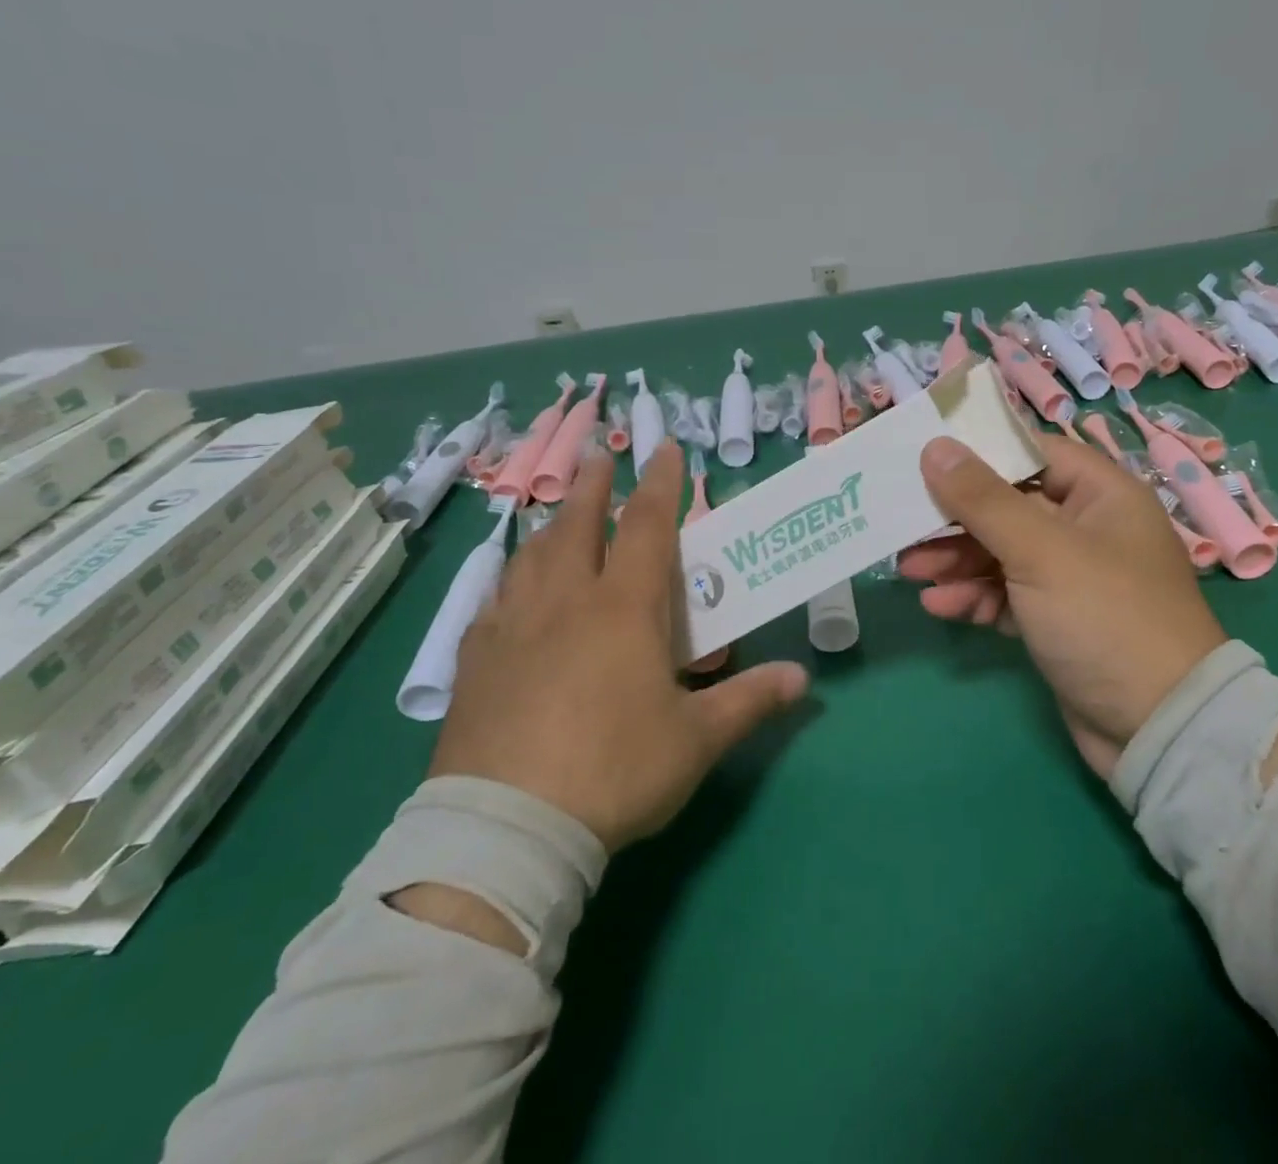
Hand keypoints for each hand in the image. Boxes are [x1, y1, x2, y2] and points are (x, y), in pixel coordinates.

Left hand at [430, 443, 808, 851]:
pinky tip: (509, 588)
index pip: (647, 526)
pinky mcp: (475, 661)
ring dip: (552, 525)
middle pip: (579, 525)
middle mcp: (566, 601)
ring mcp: (513, 627)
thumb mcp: (696, 739)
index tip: (665, 450)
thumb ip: (750, 700)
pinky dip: (509, 579)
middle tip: (603, 458)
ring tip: (561, 514)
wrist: (508, 827)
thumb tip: (802, 678)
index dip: (661, 483)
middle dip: (595, 486)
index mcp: (623, 608)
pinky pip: (493, 600)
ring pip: (532, 556)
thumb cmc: (615, 770)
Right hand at [901, 434, 1226, 776]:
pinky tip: (939, 605)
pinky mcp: (1057, 620)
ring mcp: (1072, 577)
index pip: (1032, 453)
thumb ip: (983, 498)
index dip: (980, 453)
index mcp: (1101, 495)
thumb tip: (936, 447)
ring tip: (909, 570)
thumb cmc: (1104, 616)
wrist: (1158, 728)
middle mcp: (1087, 528)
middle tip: (904, 524)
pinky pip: (1007, 595)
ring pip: (1003, 553)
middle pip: (1009, 506)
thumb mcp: (1040, 551)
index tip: (926, 457)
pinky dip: (975, 597)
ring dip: (957, 560)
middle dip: (957, 519)